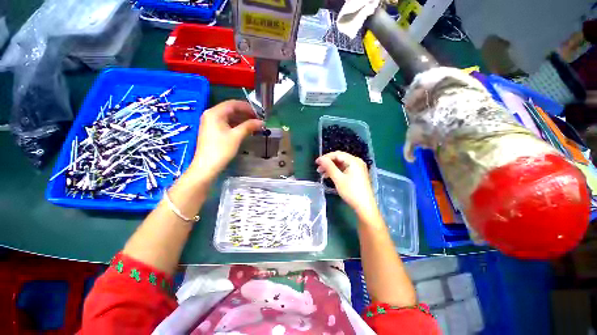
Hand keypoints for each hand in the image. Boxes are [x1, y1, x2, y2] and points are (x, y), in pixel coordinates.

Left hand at [189, 100, 262, 180]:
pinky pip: (226, 123)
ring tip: (254, 125)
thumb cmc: (221, 149)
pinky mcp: (212, 130)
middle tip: (258, 120)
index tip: (259, 114)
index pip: (233, 103)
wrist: (207, 166)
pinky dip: (236, 125)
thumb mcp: (237, 136)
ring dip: (242, 120)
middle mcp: (211, 114)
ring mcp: (210, 122)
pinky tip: (245, 130)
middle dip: (245, 114)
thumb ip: (249, 126)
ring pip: (229, 117)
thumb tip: (262, 122)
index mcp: (215, 113)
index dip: (247, 107)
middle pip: (231, 109)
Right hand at [316, 151, 378, 217]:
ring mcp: (358, 168)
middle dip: (328, 163)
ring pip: (341, 164)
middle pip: (339, 158)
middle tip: (318, 169)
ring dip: (331, 168)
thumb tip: (320, 159)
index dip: (325, 157)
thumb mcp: (338, 178)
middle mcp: (357, 162)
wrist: (364, 206)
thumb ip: (329, 167)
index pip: (337, 154)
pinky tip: (329, 176)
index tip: (316, 162)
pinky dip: (336, 172)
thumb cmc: (351, 191)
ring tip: (321, 173)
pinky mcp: (357, 174)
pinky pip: (344, 169)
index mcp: (354, 161)